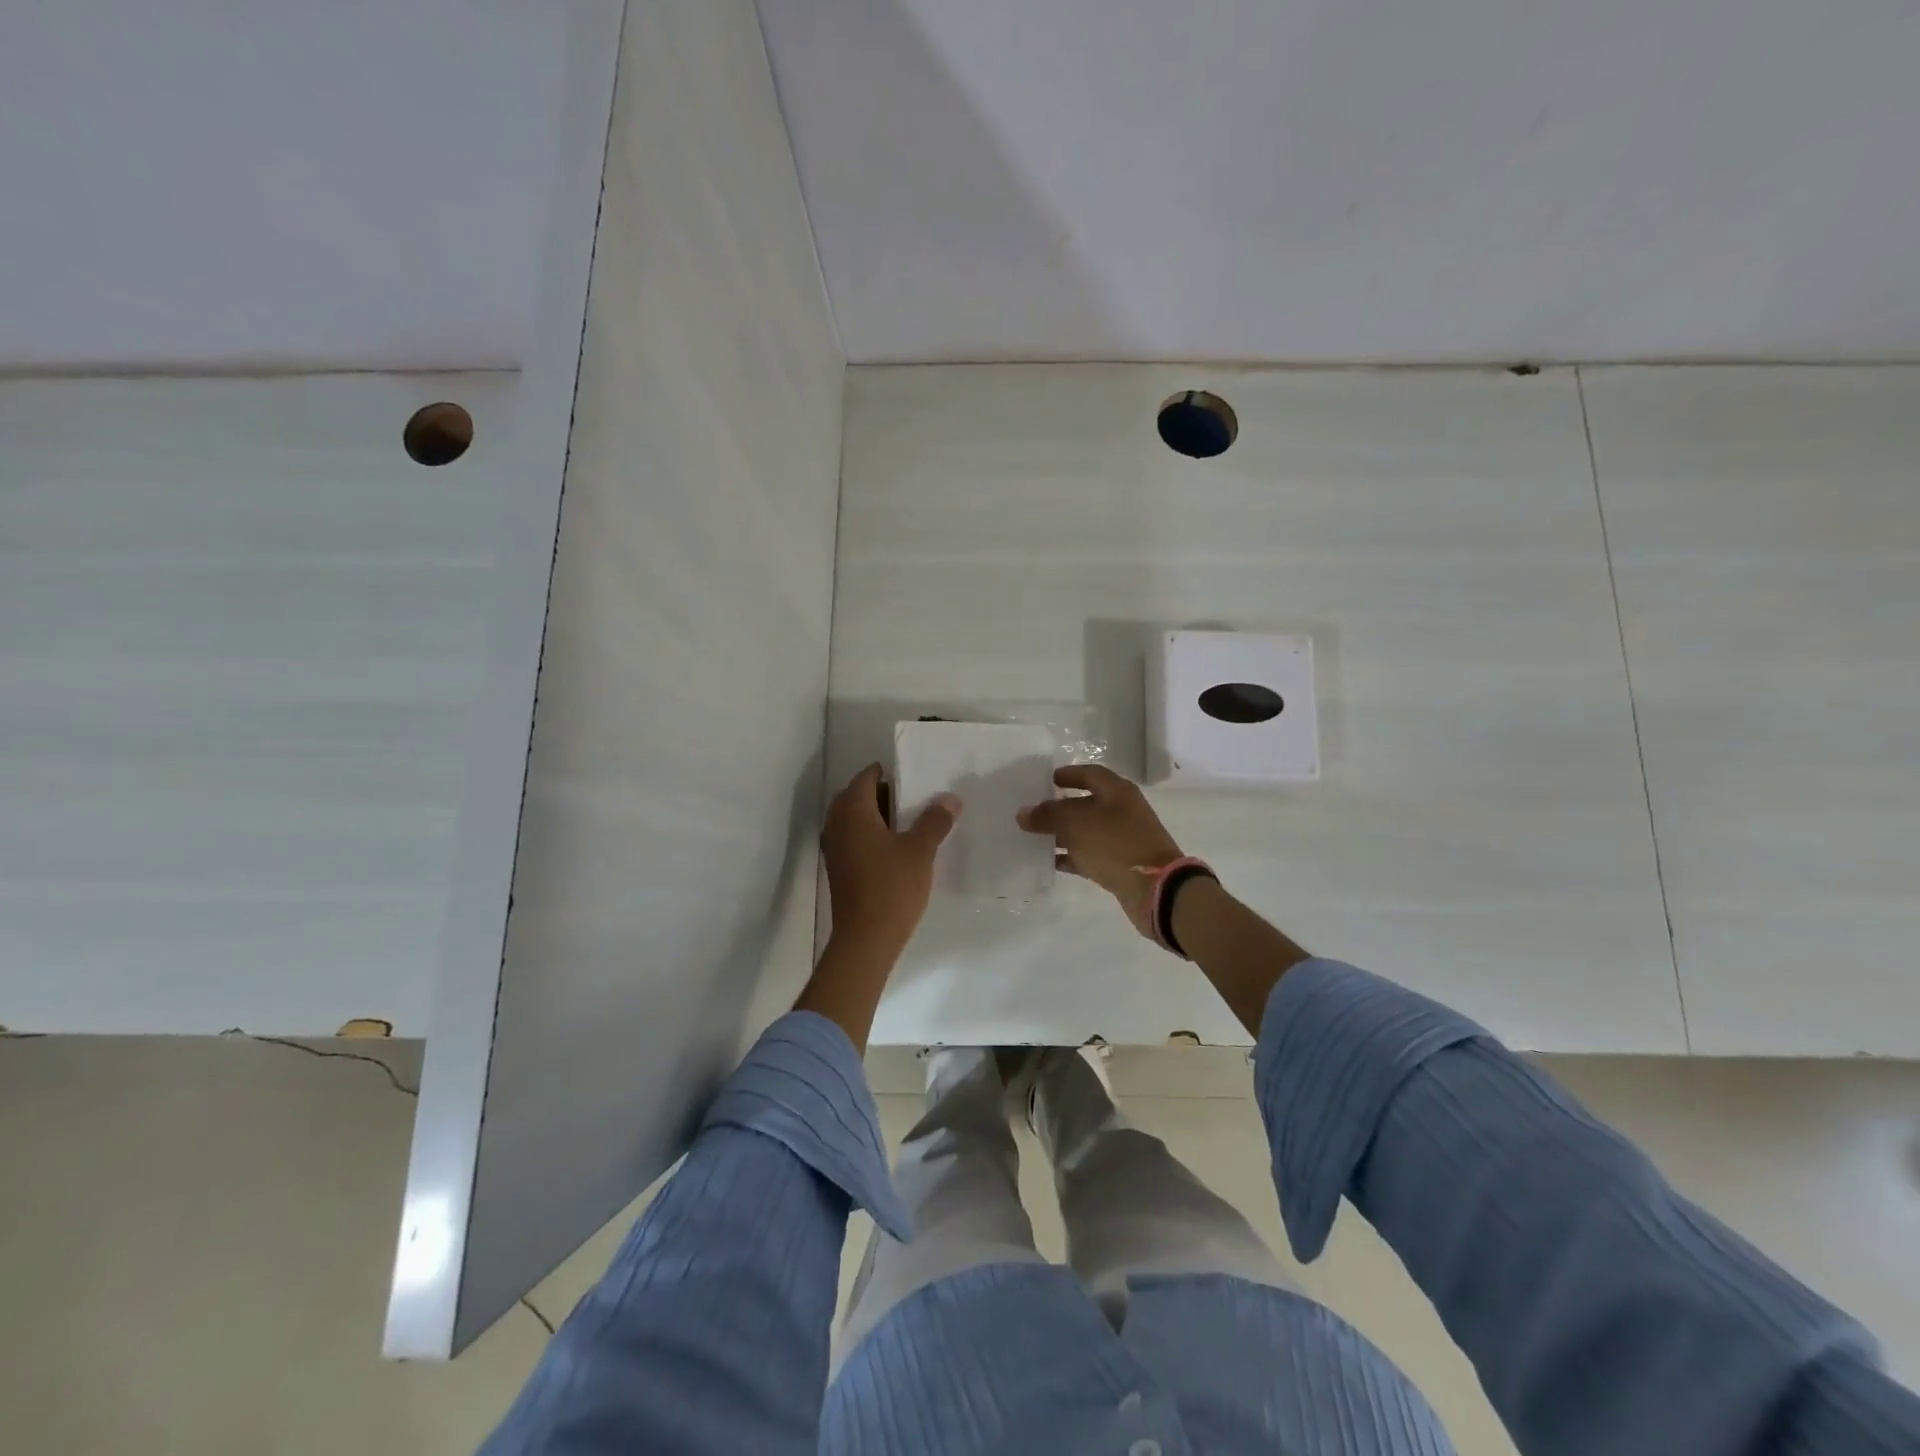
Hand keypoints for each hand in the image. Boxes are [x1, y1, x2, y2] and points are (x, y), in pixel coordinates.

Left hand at [821, 763, 958, 958]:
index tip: (912, 775)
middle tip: (914, 797)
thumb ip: (934, 821)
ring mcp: (835, 848)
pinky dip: (871, 835)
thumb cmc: (892, 887)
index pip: (865, 778)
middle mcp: (837, 824)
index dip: (887, 773)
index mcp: (853, 811)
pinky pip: (854, 839)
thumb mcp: (920, 851)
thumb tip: (949, 799)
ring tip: (909, 821)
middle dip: (883, 794)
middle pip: (857, 797)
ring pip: (855, 820)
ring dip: (877, 816)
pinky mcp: (839, 869)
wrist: (866, 938)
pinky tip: (897, 847)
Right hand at [1017, 764, 1183, 938]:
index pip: (1090, 774)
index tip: (1044, 781)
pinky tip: (1047, 861)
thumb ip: (1047, 815)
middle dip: (1058, 807)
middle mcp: (1121, 811)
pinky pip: (1089, 854)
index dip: (1067, 775)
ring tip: (1031, 837)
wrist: (1155, 889)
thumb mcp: (1076, 824)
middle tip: (1030, 811)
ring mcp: (1122, 839)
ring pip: (1085, 831)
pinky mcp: (1120, 864)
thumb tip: (1023, 813)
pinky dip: (1070, 856)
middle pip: (1085, 803)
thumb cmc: (1116, 845)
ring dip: (1061, 833)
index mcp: (1117, 792)